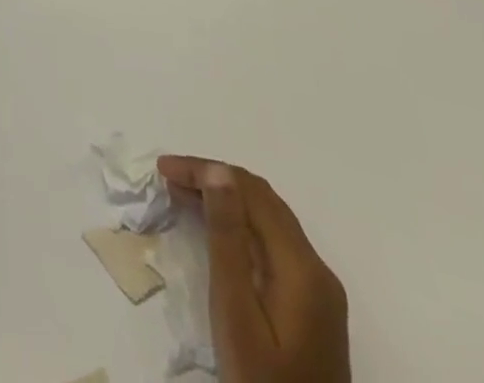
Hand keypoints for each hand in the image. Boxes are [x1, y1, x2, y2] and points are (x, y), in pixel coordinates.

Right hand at [157, 156, 349, 382]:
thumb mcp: (236, 314)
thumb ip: (228, 241)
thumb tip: (218, 171)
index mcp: (301, 266)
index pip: (250, 192)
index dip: (206, 170)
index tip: (163, 168)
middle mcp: (317, 267)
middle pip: (263, 199)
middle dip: (214, 178)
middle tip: (169, 178)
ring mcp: (320, 288)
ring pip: (269, 218)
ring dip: (228, 198)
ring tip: (183, 195)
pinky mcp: (314, 305)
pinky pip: (274, 243)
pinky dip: (242, 224)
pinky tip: (217, 230)